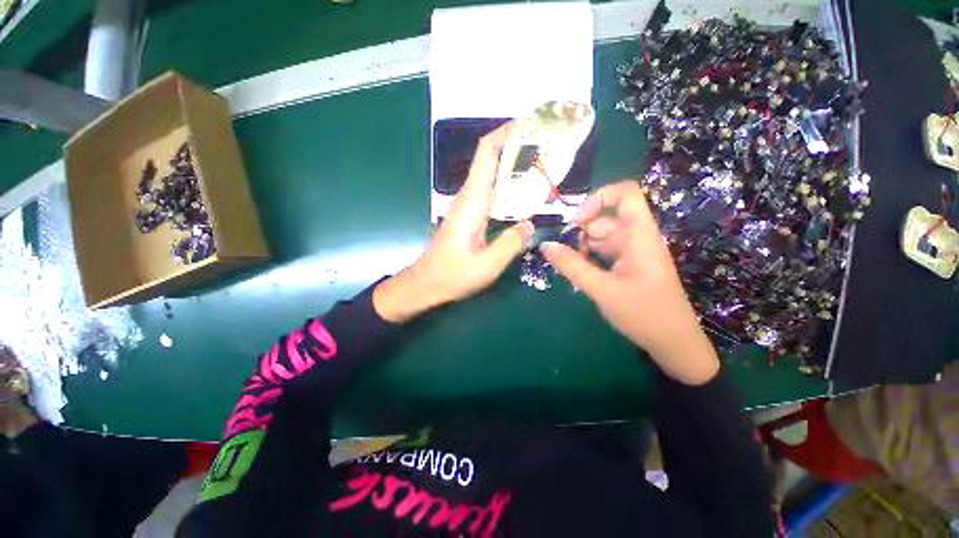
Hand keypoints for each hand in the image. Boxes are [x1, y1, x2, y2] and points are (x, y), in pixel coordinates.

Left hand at [374, 122, 533, 322]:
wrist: (426, 283)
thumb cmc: (452, 275)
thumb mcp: (486, 266)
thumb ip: (510, 244)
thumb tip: (529, 224)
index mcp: (472, 201)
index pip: (486, 153)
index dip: (506, 133)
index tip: (532, 126)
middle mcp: (471, 197)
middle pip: (493, 159)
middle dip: (520, 147)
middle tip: (551, 147)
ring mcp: (471, 205)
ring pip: (495, 175)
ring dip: (518, 166)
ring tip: (547, 166)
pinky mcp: (473, 216)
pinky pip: (495, 193)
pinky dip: (512, 187)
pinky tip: (529, 195)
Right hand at [541, 181, 719, 384]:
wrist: (673, 343)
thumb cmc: (643, 314)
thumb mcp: (601, 289)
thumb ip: (571, 266)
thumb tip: (545, 246)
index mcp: (640, 235)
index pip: (625, 194)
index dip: (598, 198)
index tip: (576, 222)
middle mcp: (637, 237)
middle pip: (605, 217)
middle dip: (581, 231)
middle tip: (564, 254)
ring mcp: (632, 251)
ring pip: (601, 236)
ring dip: (582, 247)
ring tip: (571, 269)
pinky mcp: (628, 264)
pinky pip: (603, 251)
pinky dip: (588, 258)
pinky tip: (580, 275)